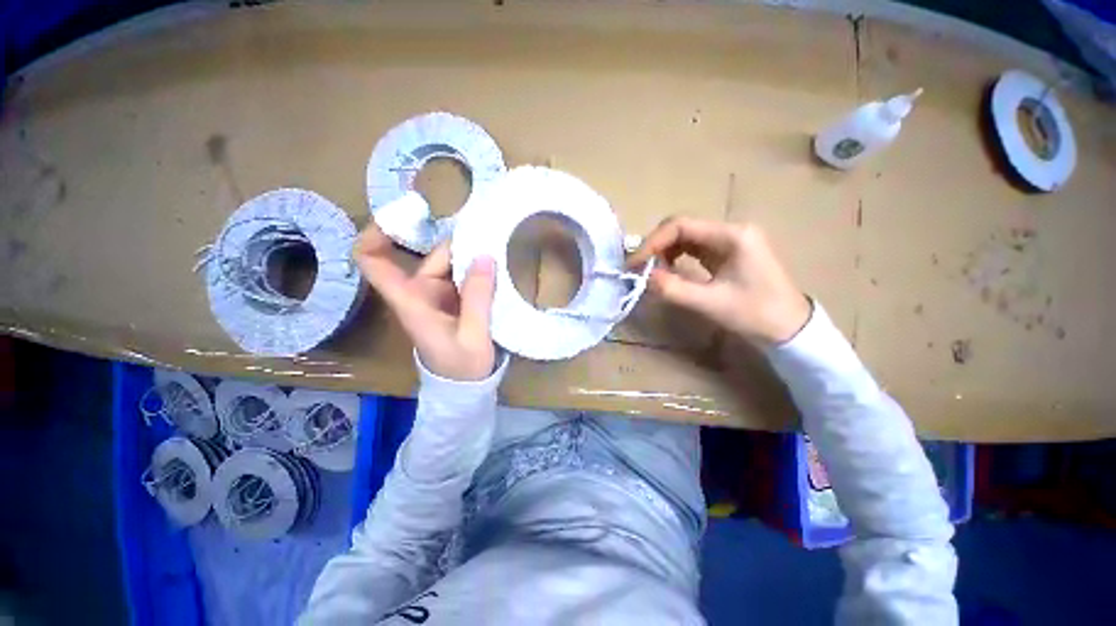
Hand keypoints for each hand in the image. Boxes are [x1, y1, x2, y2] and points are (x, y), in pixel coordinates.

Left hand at [353, 224, 496, 380]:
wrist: (464, 386)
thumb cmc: (462, 367)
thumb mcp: (473, 336)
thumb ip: (478, 298)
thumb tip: (484, 256)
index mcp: (412, 302)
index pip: (374, 263)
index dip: (378, 234)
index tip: (404, 215)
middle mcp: (419, 293)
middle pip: (426, 256)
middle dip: (454, 244)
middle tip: (488, 232)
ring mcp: (436, 295)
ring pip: (448, 263)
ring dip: (470, 255)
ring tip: (498, 247)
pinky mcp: (453, 299)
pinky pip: (461, 274)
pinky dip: (476, 267)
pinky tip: (495, 264)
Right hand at [628, 217, 810, 344]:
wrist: (790, 328)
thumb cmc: (756, 314)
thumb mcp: (711, 303)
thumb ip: (674, 289)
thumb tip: (644, 277)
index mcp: (732, 235)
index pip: (682, 225)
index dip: (653, 241)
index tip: (635, 263)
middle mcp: (730, 231)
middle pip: (682, 227)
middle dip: (657, 246)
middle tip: (639, 268)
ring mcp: (729, 241)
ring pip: (685, 237)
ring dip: (664, 252)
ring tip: (652, 272)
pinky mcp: (726, 253)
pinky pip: (693, 248)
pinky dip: (675, 257)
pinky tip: (669, 271)